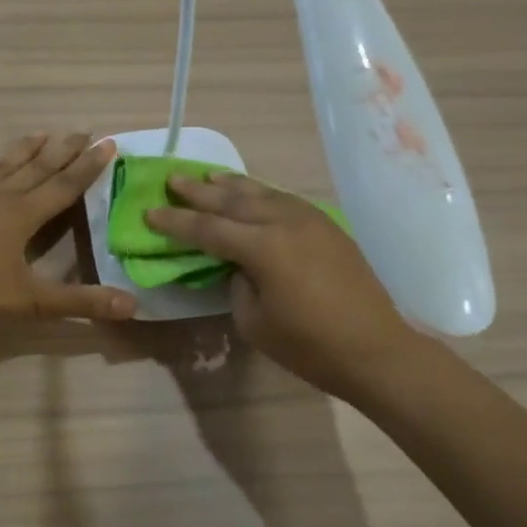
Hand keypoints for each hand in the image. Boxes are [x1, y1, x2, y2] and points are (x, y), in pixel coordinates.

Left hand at [0, 133, 137, 331]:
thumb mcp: (31, 302)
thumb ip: (79, 302)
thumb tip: (131, 306)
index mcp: (23, 215)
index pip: (64, 185)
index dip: (88, 166)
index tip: (108, 143)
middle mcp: (2, 196)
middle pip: (39, 166)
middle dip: (65, 149)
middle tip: (85, 130)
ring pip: (9, 163)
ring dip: (30, 148)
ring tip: (44, 133)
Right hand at [147, 173, 412, 401]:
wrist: (376, 349)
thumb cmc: (309, 345)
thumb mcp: (254, 321)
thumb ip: (236, 283)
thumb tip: (237, 264)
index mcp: (263, 247)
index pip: (207, 228)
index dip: (175, 221)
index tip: (150, 212)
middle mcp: (284, 222)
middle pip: (232, 200)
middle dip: (199, 191)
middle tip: (173, 179)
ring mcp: (309, 219)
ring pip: (261, 193)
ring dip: (231, 185)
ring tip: (208, 177)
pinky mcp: (326, 225)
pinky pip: (283, 199)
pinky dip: (260, 193)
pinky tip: (251, 193)